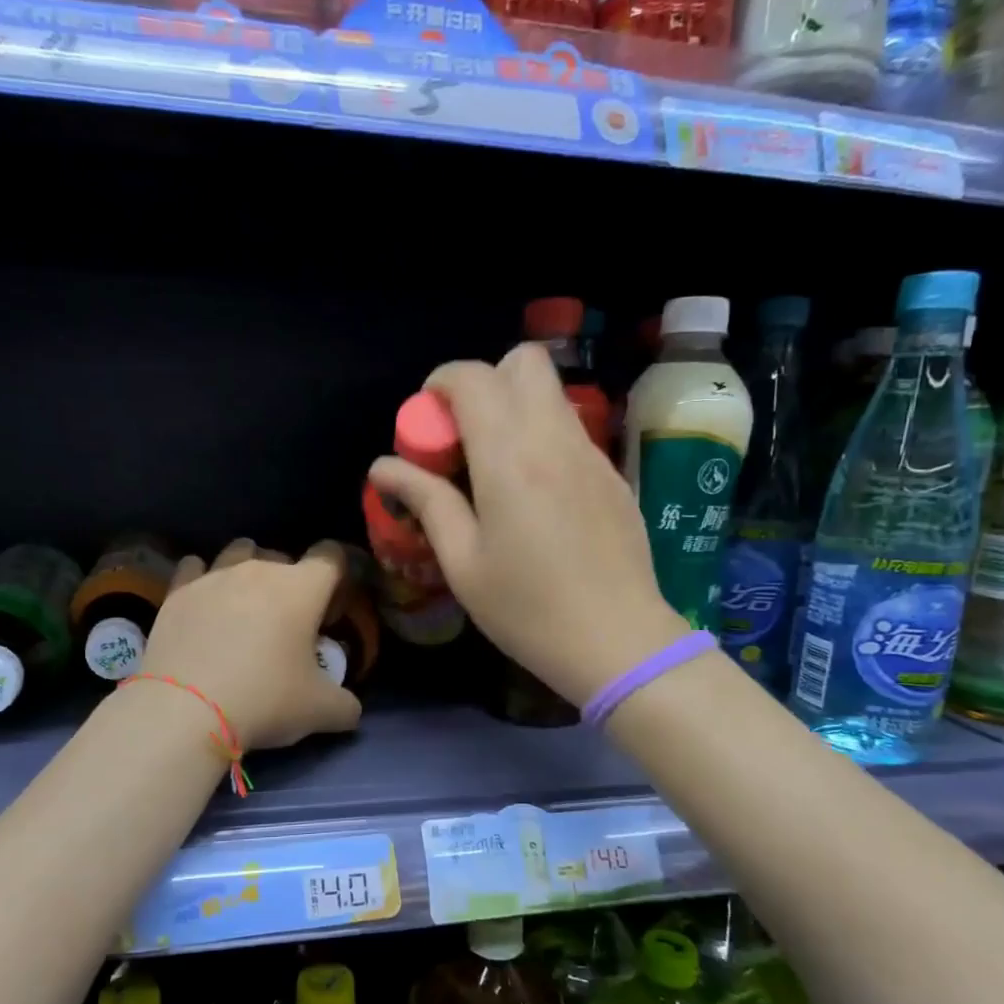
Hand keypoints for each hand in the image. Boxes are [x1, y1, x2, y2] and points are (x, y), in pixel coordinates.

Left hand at [139, 539, 363, 749]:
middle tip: (288, 622)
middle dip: (291, 581)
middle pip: (284, 556)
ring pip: (239, 552)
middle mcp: (259, 569)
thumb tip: (349, 708)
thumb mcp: (320, 712)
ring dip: (248, 571)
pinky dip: (203, 579)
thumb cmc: (264, 700)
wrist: (184, 711)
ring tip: (245, 605)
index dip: (338, 578)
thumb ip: (344, 705)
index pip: (332, 556)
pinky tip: (203, 603)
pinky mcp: (177, 592)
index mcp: (302, 588)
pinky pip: (194, 567)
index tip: (331, 611)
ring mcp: (214, 576)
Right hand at [368, 344, 685, 705]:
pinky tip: (535, 496)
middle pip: (524, 362)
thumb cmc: (528, 609)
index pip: (473, 377)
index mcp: (509, 457)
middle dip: (485, 382)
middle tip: (464, 437)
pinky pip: (570, 430)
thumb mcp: (463, 562)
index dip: (440, 383)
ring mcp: (591, 453)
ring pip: (550, 393)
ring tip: (495, 469)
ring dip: (514, 409)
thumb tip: (384, 466)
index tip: (425, 421)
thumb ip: (426, 501)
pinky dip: (542, 438)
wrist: (619, 641)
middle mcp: (553, 438)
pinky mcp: (612, 474)